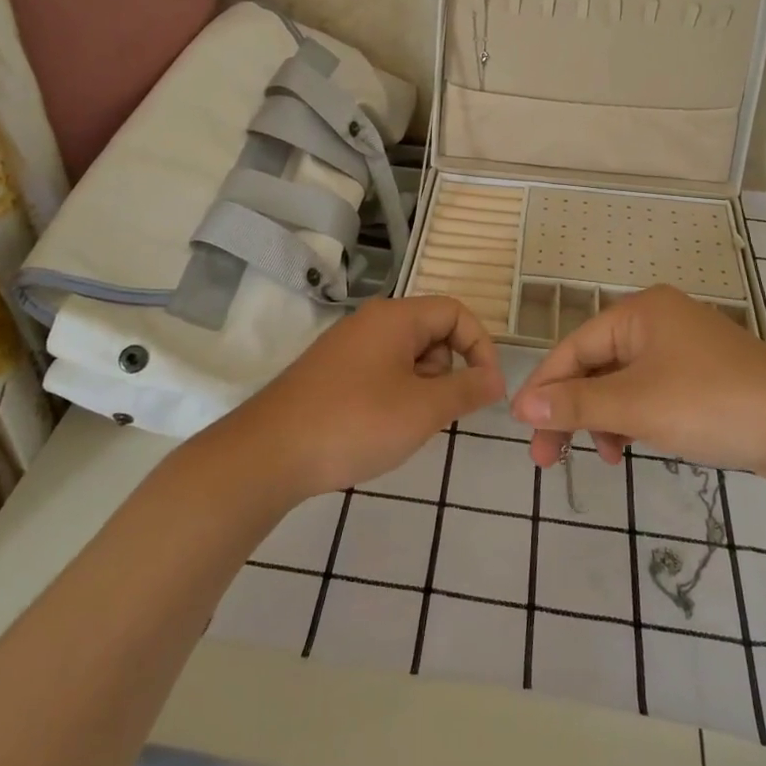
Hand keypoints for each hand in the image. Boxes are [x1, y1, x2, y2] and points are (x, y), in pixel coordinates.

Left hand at [227, 296, 505, 500]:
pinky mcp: (332, 373)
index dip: (480, 345)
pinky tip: (380, 428)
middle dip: (447, 371)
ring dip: (421, 388)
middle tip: (436, 413)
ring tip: (404, 425)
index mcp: (395, 317)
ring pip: (407, 356)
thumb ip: (466, 389)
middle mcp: (371, 322)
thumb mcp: (422, 409)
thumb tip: (495, 378)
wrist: (270, 453)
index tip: (487, 388)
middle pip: (431, 332)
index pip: (455, 312)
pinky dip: (395, 395)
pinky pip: (381, 372)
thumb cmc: (355, 423)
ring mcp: (347, 347)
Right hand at [511, 285, 765, 485]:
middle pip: (596, 365)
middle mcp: (659, 321)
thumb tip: (522, 407)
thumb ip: (576, 404)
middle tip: (549, 458)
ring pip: (623, 383)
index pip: (574, 348)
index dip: (545, 388)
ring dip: (604, 419)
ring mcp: (684, 349)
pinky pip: (651, 394)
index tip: (522, 428)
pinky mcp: (703, 378)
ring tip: (605, 457)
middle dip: (574, 410)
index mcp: (640, 313)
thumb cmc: (713, 405)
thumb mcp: (636, 406)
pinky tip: (631, 448)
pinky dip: (635, 420)